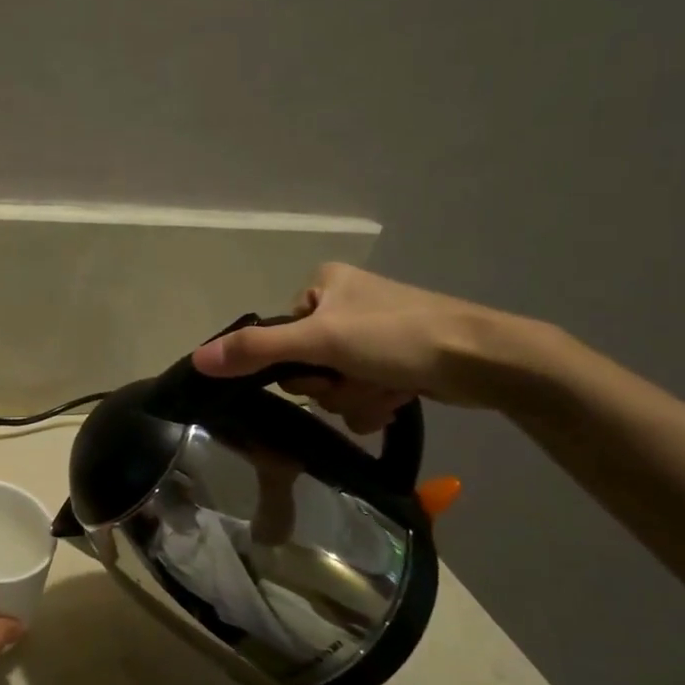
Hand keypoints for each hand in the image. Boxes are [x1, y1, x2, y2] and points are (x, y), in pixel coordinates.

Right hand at [191, 263, 536, 432]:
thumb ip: (257, 350)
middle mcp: (345, 304)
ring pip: (335, 385)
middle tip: (359, 378)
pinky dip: (377, 400)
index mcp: (324, 284)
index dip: (296, 362)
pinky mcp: (396, 361)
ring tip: (389, 388)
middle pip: (307, 364)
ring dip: (356, 397)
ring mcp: (372, 335)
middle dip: (332, 384)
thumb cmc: (399, 336)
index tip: (322, 368)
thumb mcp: (320, 340)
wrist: (486, 360)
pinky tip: (401, 395)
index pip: (280, 334)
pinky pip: (363, 392)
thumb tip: (198, 360)